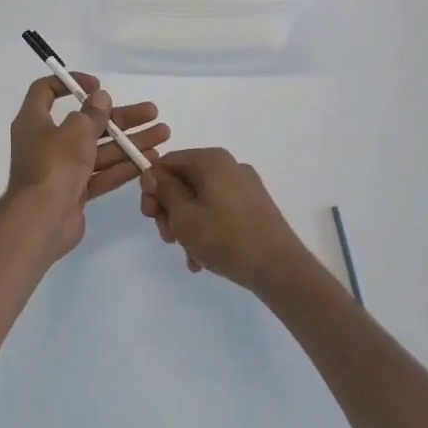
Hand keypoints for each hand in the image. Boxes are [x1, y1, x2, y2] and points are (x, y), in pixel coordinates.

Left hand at [9, 73, 169, 259]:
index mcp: (35, 121)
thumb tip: (100, 98)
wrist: (41, 220)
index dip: (71, 83)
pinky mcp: (74, 191)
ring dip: (130, 141)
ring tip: (163, 134)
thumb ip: (92, 113)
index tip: (98, 86)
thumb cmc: (54, 165)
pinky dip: (123, 166)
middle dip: (121, 118)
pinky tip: (150, 159)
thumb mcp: (76, 131)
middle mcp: (47, 142)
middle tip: (152, 112)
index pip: (46, 92)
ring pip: (99, 149)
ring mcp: (61, 169)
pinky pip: (101, 173)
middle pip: (87, 122)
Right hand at [138, 148, 317, 294]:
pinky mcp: (254, 207)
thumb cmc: (225, 238)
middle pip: (185, 181)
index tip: (149, 215)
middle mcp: (230, 166)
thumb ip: (164, 191)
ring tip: (188, 255)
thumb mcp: (184, 216)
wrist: (278, 267)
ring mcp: (245, 187)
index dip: (152, 187)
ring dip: (187, 226)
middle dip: (170, 210)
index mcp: (211, 160)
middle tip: (168, 238)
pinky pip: (219, 211)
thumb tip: (153, 173)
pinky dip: (206, 229)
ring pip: (200, 200)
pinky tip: (202, 258)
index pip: (168, 162)